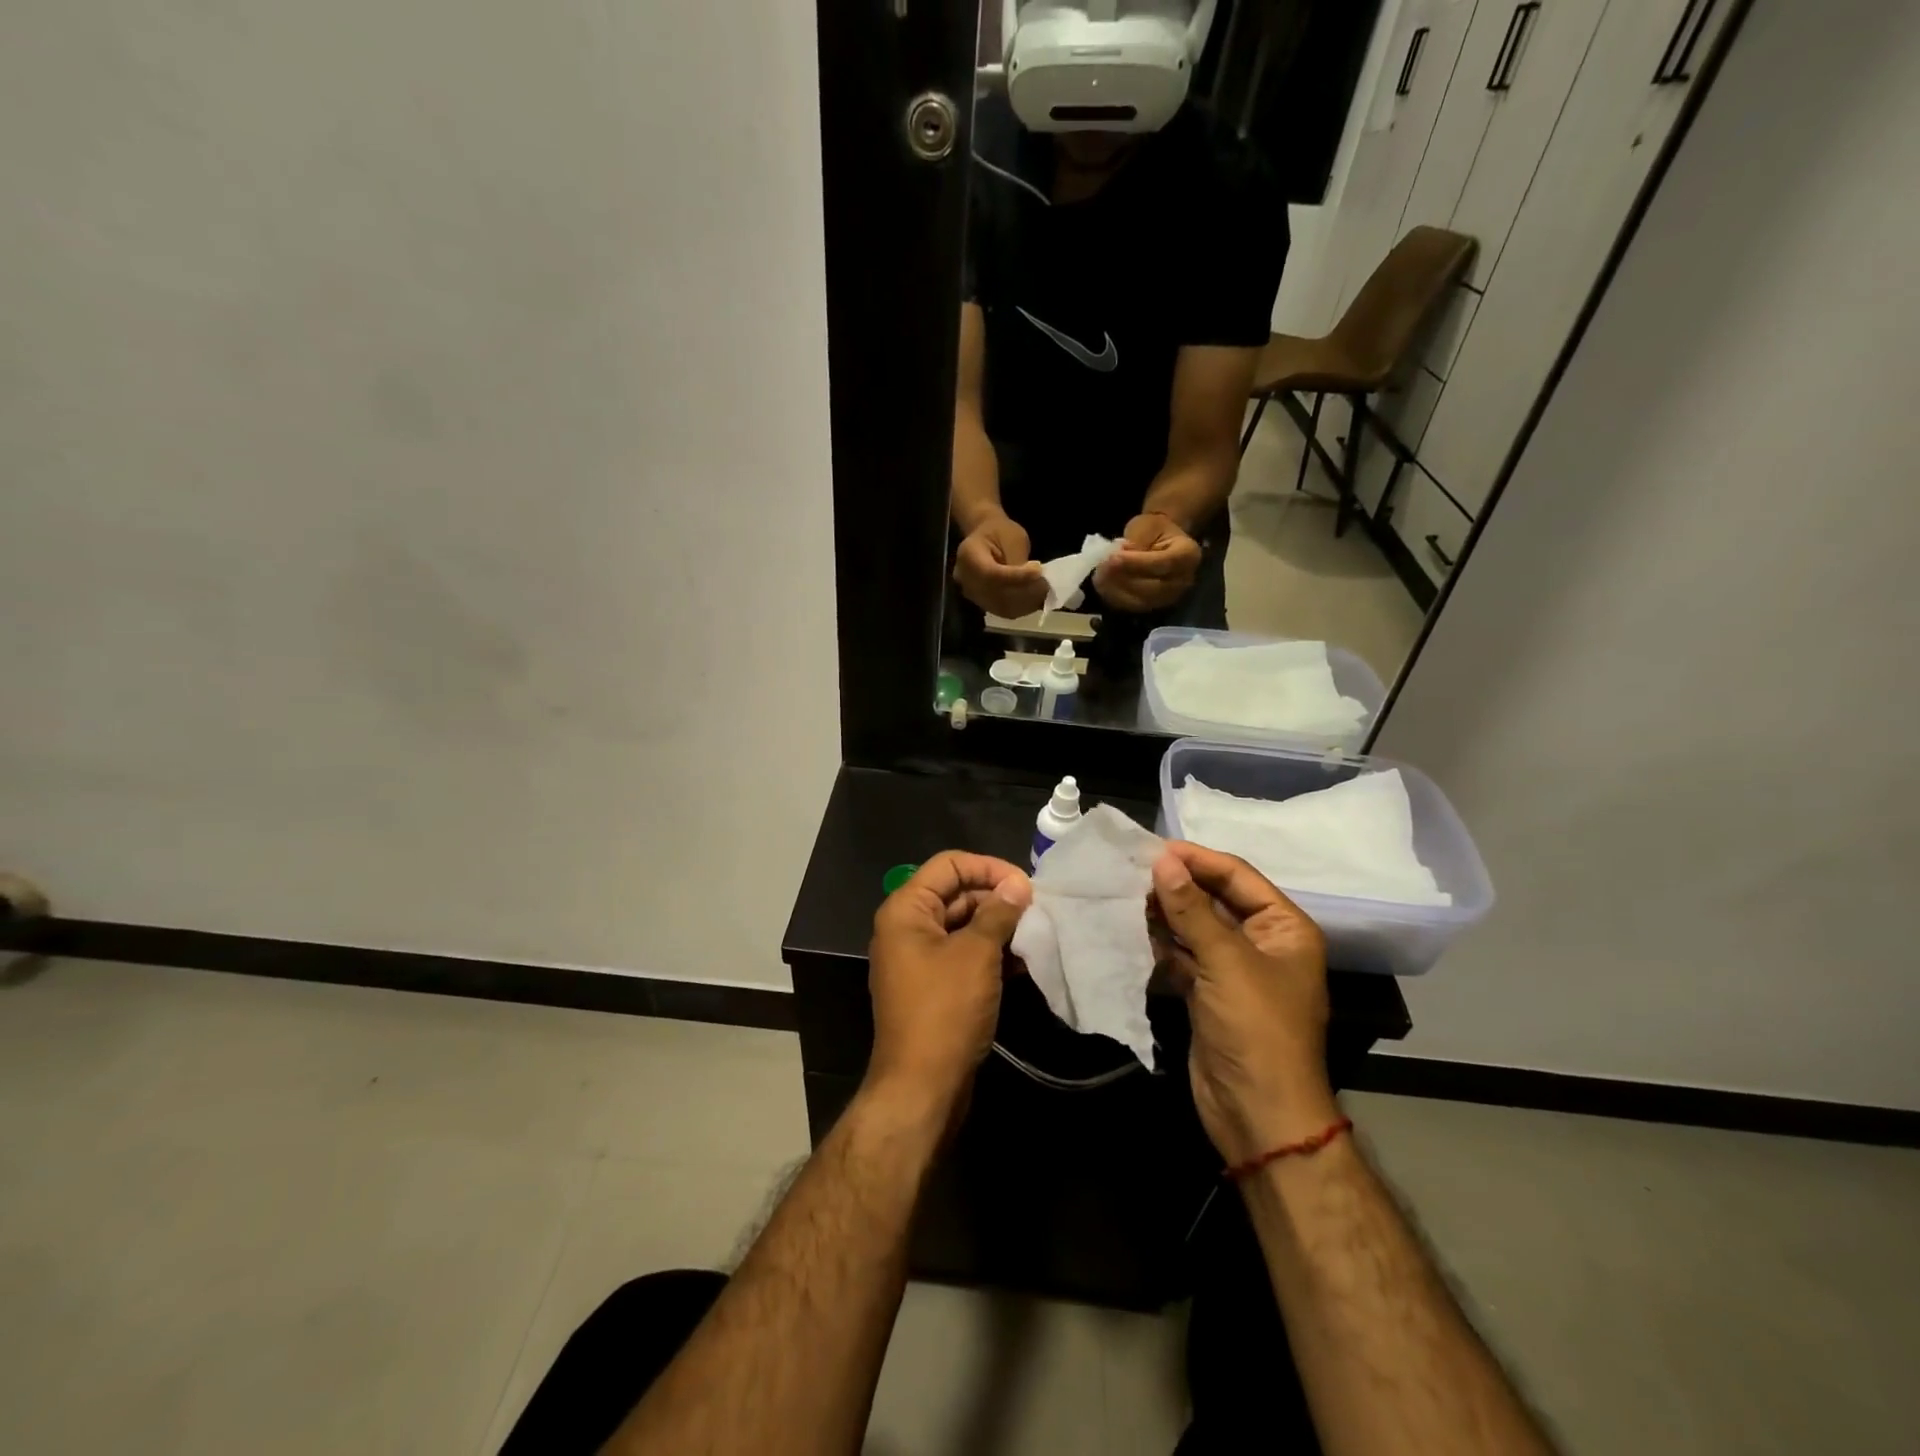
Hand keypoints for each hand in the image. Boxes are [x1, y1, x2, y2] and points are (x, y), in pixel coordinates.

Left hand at [867, 851, 1032, 1111]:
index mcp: (906, 909)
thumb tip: (1018, 885)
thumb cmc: (945, 1010)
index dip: (988, 867)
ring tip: (1035, 932)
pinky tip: (1023, 960)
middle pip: (955, 892)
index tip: (1025, 885)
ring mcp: (918, 958)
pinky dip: (989, 952)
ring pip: (962, 924)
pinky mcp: (933, 985)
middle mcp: (907, 927)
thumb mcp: (976, 954)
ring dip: (997, 925)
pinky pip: (962, 953)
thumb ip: (998, 912)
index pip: (949, 865)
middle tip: (1037, 909)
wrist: (922, 1087)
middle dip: (996, 896)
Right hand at [953, 513, 1048, 618]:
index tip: (1038, 571)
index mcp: (968, 555)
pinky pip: (1002, 611)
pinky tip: (1035, 599)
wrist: (986, 539)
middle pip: (995, 594)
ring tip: (1043, 591)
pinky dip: (1021, 608)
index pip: (992, 573)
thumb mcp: (1012, 537)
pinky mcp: (981, 603)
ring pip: (1000, 606)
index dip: (1016, 577)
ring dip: (1025, 602)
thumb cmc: (1000, 532)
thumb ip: (1017, 559)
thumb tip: (1031, 579)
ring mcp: (971, 594)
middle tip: (1045, 584)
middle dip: (1024, 591)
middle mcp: (965, 579)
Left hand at [1093, 513, 1202, 611]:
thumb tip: (1118, 557)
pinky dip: (1114, 597)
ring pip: (1139, 601)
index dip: (1136, 562)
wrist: (1160, 542)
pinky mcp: (1153, 607)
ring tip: (1099, 574)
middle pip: (1152, 588)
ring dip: (1116, 589)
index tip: (1114, 557)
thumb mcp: (1147, 525)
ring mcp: (1169, 598)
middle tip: (1102, 567)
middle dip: (1123, 578)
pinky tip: (1103, 584)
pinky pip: (1131, 607)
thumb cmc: (1155, 530)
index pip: (1163, 563)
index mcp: (1188, 555)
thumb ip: (1136, 541)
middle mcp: (1183, 581)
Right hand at [1151, 842, 1339, 1164]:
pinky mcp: (1209, 993)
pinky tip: (1133, 930)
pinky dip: (1161, 943)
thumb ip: (1191, 909)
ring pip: (1195, 927)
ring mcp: (1234, 970)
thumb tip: (1162, 859)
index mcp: (1284, 928)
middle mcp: (1262, 942)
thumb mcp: (1226, 961)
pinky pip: (1183, 955)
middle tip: (1132, 870)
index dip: (1198, 859)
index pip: (1238, 876)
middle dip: (1178, 885)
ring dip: (1165, 913)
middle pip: (1215, 899)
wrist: (1258, 1114)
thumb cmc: (1256, 1029)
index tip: (1154, 847)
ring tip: (1126, 895)